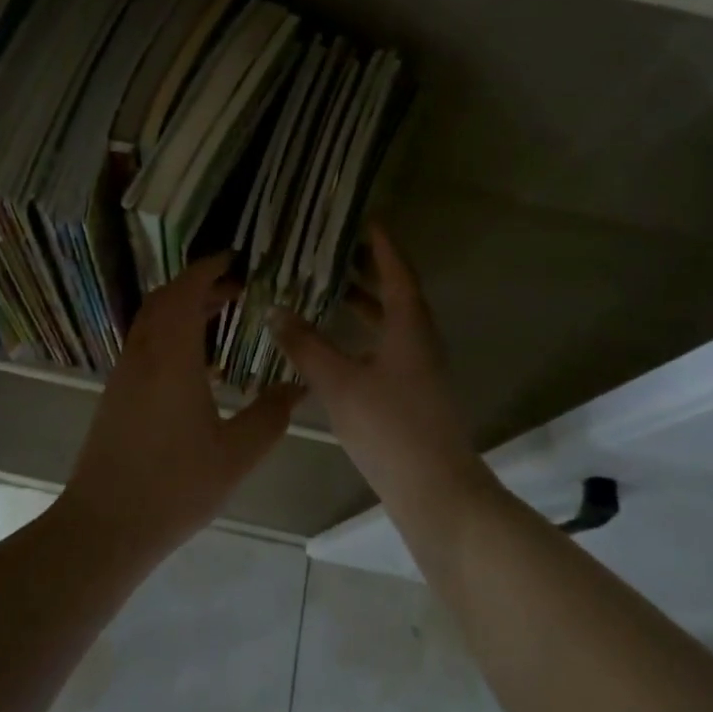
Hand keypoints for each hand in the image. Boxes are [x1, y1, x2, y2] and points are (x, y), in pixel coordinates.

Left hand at [62, 254, 302, 562]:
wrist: (105, 524)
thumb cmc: (174, 486)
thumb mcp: (235, 454)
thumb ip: (270, 416)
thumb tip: (297, 388)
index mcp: (171, 357)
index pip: (186, 292)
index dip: (208, 268)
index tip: (234, 257)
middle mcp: (143, 355)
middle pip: (165, 300)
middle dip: (198, 284)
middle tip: (235, 286)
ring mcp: (125, 373)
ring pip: (151, 321)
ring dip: (182, 308)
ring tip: (220, 315)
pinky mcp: (116, 393)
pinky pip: (144, 343)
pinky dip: (170, 332)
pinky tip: (196, 361)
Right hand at [270, 225, 476, 486]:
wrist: (436, 491)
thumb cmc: (389, 428)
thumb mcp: (340, 383)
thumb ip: (306, 346)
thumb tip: (276, 310)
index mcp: (409, 326)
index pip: (396, 271)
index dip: (381, 245)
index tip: (364, 220)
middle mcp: (420, 340)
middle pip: (396, 293)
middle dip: (368, 271)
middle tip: (334, 251)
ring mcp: (420, 368)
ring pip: (391, 323)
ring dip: (364, 304)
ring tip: (328, 291)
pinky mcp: (414, 392)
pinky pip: (387, 347)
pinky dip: (363, 335)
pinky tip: (337, 347)